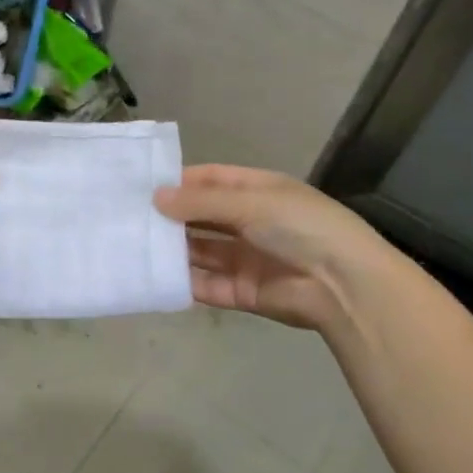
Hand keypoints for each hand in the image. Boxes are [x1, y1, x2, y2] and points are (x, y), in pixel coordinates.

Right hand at [154, 164, 383, 330]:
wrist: (343, 286)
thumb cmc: (301, 227)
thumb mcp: (252, 203)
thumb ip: (201, 203)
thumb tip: (156, 198)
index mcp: (259, 192)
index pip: (212, 180)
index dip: (180, 181)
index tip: (142, 185)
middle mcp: (250, 222)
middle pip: (202, 217)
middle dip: (171, 217)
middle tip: (128, 217)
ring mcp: (245, 258)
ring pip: (200, 251)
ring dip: (173, 249)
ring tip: (134, 245)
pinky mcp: (241, 292)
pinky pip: (206, 284)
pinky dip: (183, 281)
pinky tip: (154, 275)